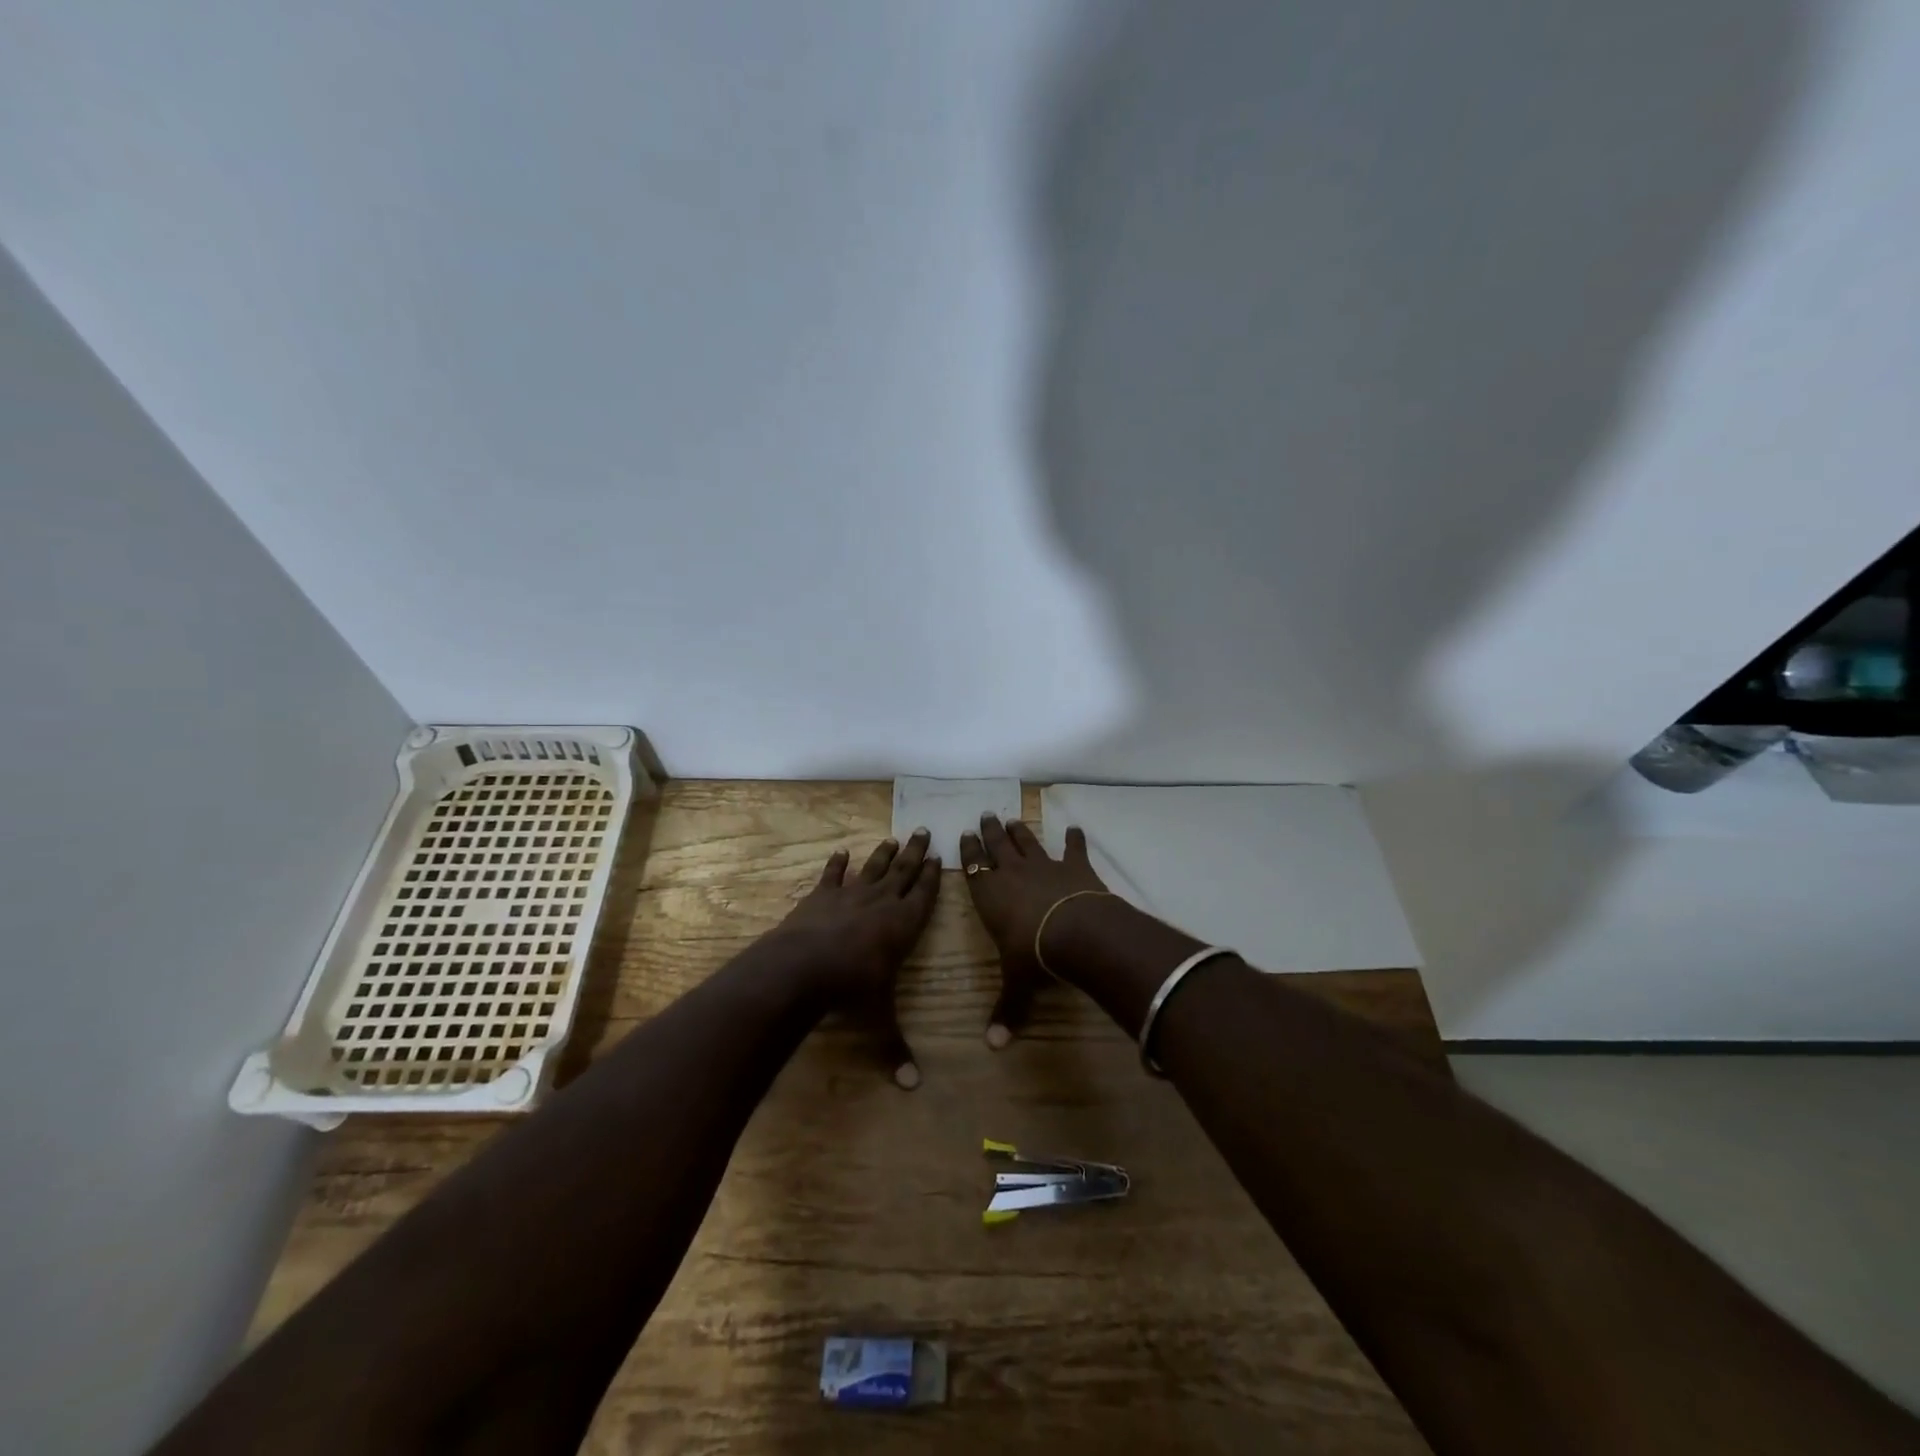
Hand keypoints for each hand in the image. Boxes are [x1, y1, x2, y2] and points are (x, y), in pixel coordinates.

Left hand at [772, 829, 940, 1087]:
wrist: (802, 967)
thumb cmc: (851, 990)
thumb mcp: (878, 1020)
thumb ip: (895, 1049)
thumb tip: (912, 1087)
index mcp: (903, 925)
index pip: (925, 895)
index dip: (934, 876)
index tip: (941, 856)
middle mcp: (881, 902)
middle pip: (904, 871)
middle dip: (916, 853)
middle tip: (924, 830)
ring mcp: (850, 895)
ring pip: (873, 868)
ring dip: (884, 853)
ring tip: (894, 837)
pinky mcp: (821, 896)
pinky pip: (832, 875)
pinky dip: (836, 864)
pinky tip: (841, 852)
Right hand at [959, 814, 1107, 1047]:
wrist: (1077, 932)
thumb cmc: (1034, 955)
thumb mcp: (1016, 984)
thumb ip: (1006, 1010)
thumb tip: (994, 1047)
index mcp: (990, 895)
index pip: (973, 867)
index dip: (969, 850)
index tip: (965, 833)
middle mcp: (1012, 874)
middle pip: (998, 846)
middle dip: (990, 831)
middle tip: (986, 814)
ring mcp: (1044, 866)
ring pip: (1028, 842)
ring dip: (1020, 831)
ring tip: (1013, 818)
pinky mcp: (1074, 866)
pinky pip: (1073, 848)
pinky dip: (1074, 839)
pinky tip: (1074, 828)